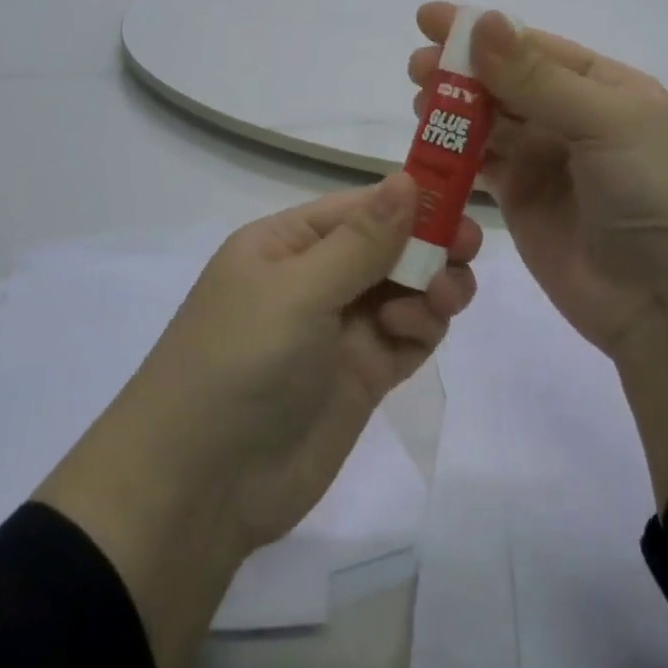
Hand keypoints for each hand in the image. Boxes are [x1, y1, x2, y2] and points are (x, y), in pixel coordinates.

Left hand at [36, 178, 477, 667]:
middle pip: (388, 246)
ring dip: (431, 286)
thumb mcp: (299, 292)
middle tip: (467, 250)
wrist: (199, 489)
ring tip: (441, 299)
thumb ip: (362, 240)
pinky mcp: (360, 377)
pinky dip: (423, 327)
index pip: (360, 207)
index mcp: (288, 245)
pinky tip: (418, 330)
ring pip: (405, 289)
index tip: (460, 201)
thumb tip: (407, 178)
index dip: (410, 200)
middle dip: (429, 244)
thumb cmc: (241, 363)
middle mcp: (315, 280)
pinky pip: (407, 336)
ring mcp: (339, 330)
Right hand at [410, 6, 667, 505]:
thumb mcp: (607, 125)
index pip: (533, 46)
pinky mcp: (521, 203)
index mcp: (603, 88)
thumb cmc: (656, 198)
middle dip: (460, 70)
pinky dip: (451, 155)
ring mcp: (546, 162)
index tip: (428, 18)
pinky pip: (479, 167)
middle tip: (417, 68)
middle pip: (505, 82)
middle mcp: (573, 119)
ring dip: (452, 109)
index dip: (481, 31)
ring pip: (488, 122)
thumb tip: (482, 20)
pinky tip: (425, 147)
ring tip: (418, 103)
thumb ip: (538, 78)